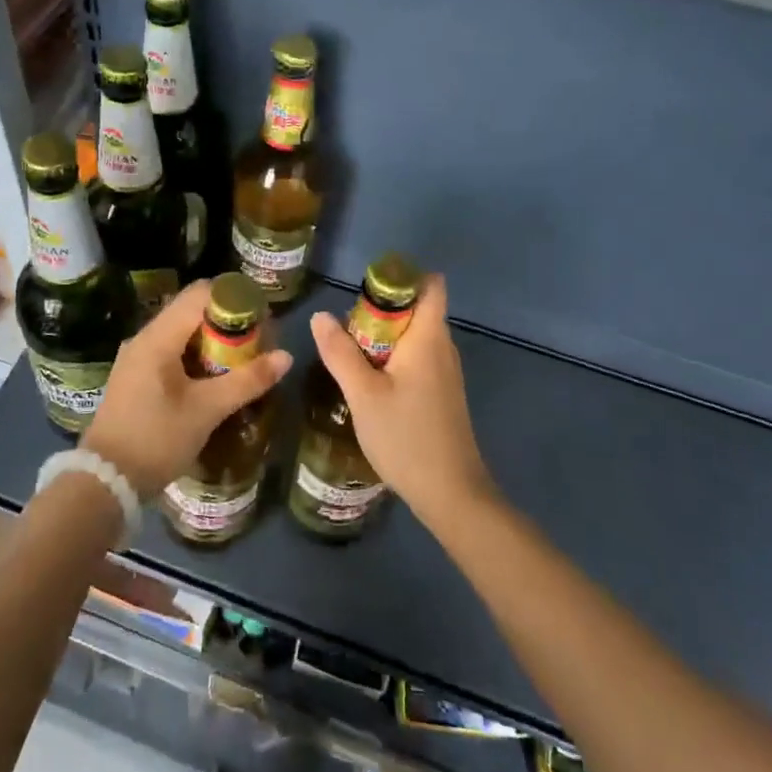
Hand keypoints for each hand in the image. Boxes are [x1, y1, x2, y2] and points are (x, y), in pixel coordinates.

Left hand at [82, 279, 292, 499]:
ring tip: (242, 362)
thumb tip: (286, 357)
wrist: (105, 482)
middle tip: (257, 343)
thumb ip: (247, 381)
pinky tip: (215, 379)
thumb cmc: (157, 439)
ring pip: (182, 332)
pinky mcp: (136, 377)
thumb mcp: (207, 411)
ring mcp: (137, 357)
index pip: (200, 294)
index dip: (234, 299)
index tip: (261, 319)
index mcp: (158, 337)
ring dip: (213, 341)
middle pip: (192, 310)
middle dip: (227, 322)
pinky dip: (196, 356)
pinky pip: (171, 351)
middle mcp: (144, 338)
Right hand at [309, 274, 496, 525]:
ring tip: (349, 355)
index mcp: (429, 338)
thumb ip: (340, 353)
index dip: (402, 277)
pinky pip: (416, 360)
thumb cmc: (406, 437)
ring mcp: (445, 373)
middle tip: (344, 330)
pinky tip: (368, 384)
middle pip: (416, 309)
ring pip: (413, 337)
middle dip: (380, 310)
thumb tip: (320, 316)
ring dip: (382, 338)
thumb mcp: (362, 394)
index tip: (366, 289)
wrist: (451, 494)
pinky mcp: (441, 394)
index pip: (431, 286)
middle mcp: (443, 348)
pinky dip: (392, 360)